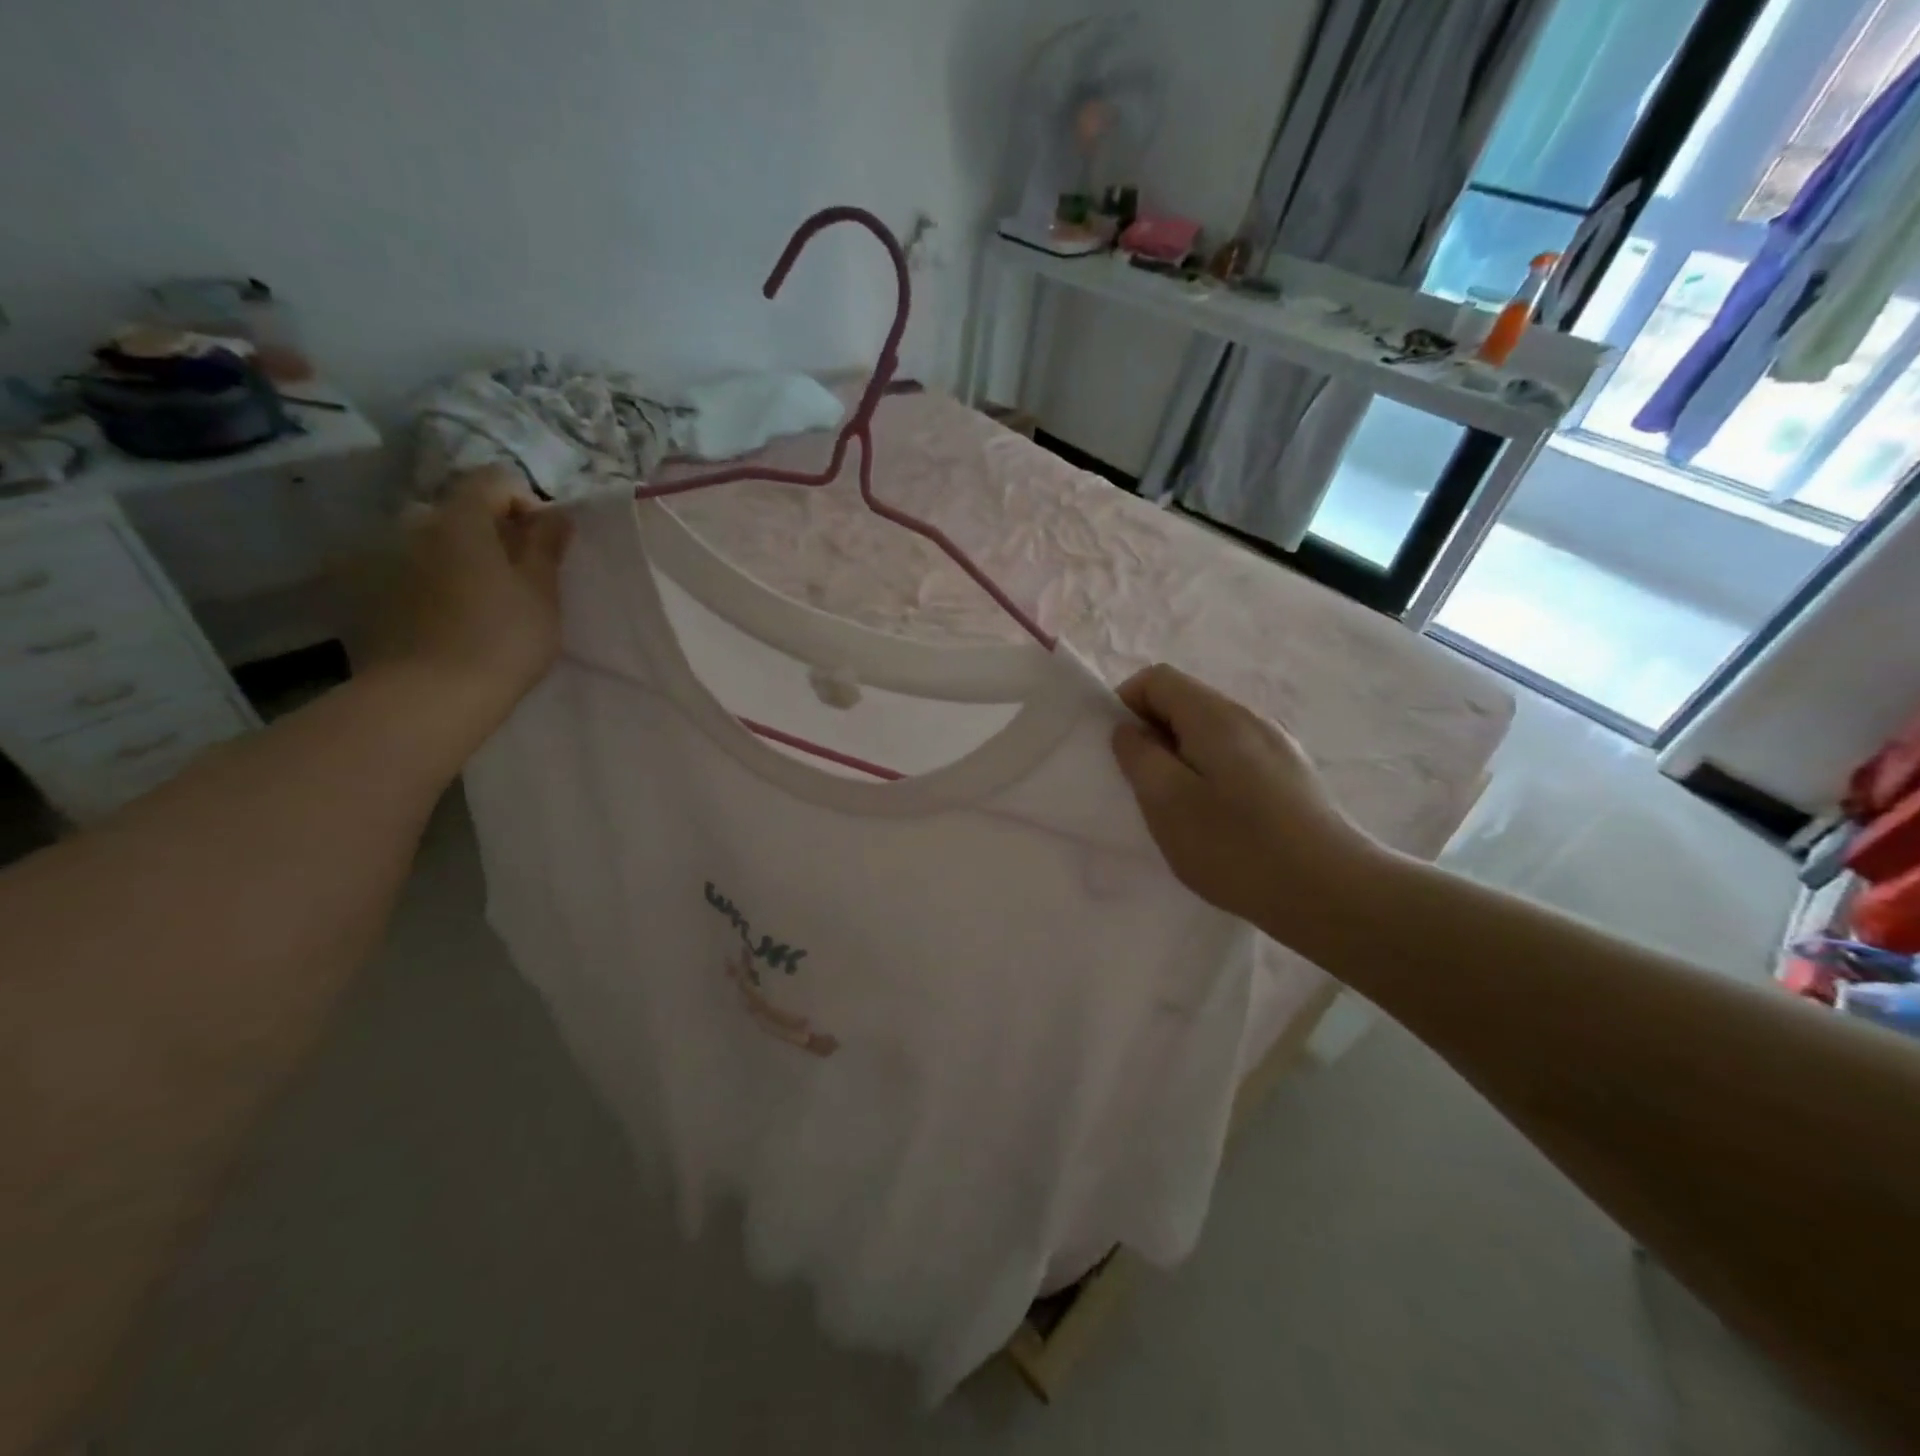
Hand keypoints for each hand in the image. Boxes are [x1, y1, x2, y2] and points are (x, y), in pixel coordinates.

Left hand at [353, 466, 571, 727]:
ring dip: (457, 558)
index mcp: (460, 519)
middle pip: (458, 512)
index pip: (493, 480)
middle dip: (489, 533)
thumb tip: (555, 513)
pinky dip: (429, 583)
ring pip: (430, 543)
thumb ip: (547, 545)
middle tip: (516, 577)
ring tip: (480, 601)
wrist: (429, 697)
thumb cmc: (502, 639)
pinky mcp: (363, 595)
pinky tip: (447, 621)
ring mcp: (381, 559)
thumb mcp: (542, 593)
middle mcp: (413, 526)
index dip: (525, 503)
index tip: (543, 544)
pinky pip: (406, 573)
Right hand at [1111, 664, 1384, 939]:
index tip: (1120, 751)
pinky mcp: (1292, 774)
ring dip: (1182, 758)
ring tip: (1180, 809)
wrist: (1332, 892)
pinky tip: (1220, 820)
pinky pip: (1236, 756)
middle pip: (1186, 702)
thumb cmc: (1236, 847)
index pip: (1157, 678)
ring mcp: (1277, 745)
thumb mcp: (1167, 802)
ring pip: (1210, 733)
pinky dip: (1211, 774)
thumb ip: (1139, 756)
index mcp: (1216, 716)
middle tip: (1144, 787)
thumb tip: (1129, 729)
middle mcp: (1250, 718)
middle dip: (1153, 735)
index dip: (1126, 704)